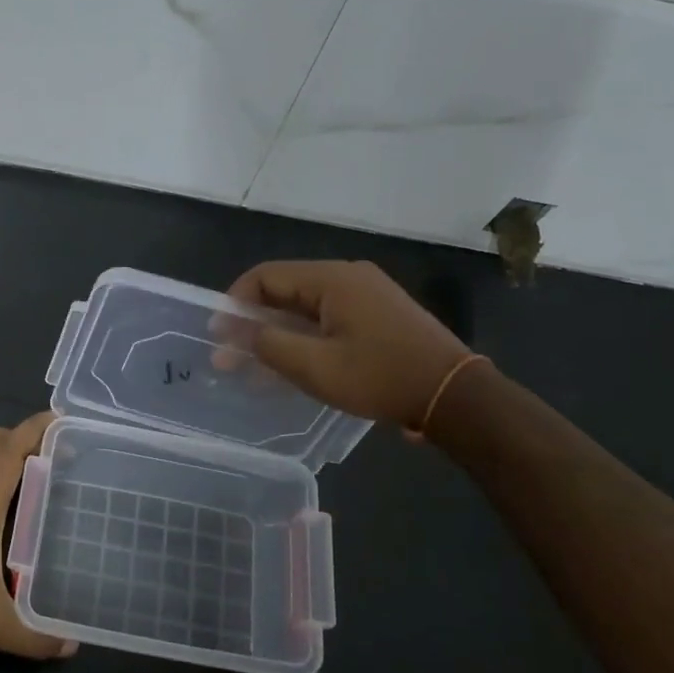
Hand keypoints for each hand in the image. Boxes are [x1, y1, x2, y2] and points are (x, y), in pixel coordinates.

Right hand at [224, 260, 471, 428]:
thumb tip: (237, 332)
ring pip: (305, 308)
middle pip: (285, 291)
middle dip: (253, 323)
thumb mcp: (317, 367)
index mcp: (332, 279)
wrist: (455, 396)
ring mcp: (366, 294)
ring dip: (277, 334)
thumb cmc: (382, 377)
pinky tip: (290, 366)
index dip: (235, 303)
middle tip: (229, 357)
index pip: (266, 276)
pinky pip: (327, 318)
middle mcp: (347, 276)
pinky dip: (303, 337)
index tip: (218, 334)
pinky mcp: (378, 314)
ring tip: (252, 369)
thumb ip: (270, 345)